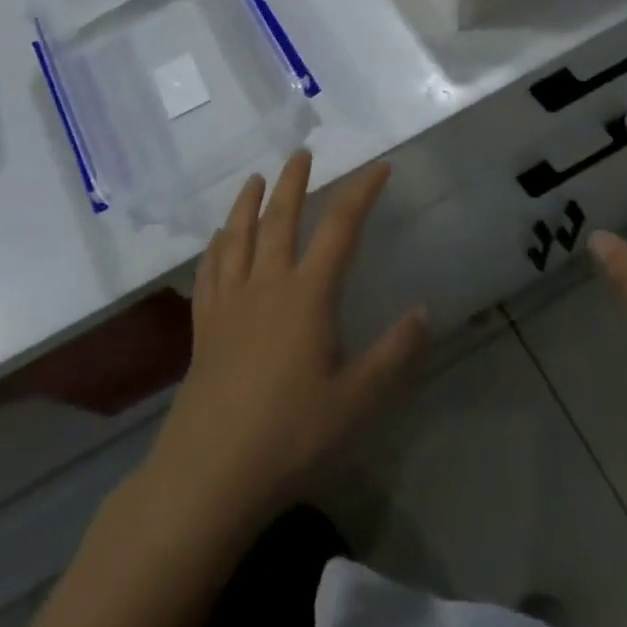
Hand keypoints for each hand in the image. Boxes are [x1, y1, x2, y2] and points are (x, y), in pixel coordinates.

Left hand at [142, 153, 429, 533]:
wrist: (211, 472)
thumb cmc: (291, 435)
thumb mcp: (358, 401)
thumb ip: (394, 354)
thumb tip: (423, 310)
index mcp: (307, 295)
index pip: (340, 227)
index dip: (361, 192)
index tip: (378, 167)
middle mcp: (266, 285)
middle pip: (280, 219)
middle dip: (293, 182)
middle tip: (301, 154)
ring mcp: (229, 303)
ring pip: (238, 237)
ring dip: (247, 202)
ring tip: (254, 179)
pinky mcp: (203, 327)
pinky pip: (209, 272)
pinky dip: (215, 246)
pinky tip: (218, 238)